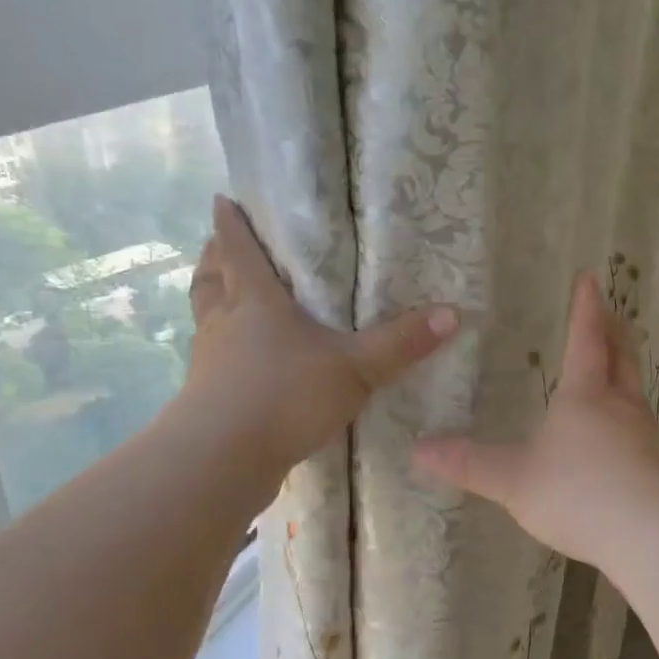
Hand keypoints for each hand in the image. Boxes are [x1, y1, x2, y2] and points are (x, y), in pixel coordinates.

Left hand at [183, 196, 459, 470]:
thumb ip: (401, 343)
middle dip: (215, 258)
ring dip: (213, 302)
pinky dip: (222, 350)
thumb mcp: (355, 368)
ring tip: (227, 299)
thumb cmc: (285, 396)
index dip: (230, 223)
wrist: (223, 459)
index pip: (237, 249)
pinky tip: (241, 365)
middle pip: (211, 279)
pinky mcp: (206, 397)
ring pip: (205, 318)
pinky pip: (212, 360)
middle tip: (221, 246)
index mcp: (254, 301)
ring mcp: (210, 361)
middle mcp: (224, 323)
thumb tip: (453, 313)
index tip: (223, 200)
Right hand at [413, 271, 658, 563]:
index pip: (587, 338)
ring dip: (623, 368)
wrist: (649, 535)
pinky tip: (617, 431)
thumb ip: (468, 463)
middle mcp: (619, 405)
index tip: (590, 278)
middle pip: (621, 355)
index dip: (586, 307)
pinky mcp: (654, 464)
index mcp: (585, 394)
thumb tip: (419, 449)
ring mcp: (643, 434)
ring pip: (633, 388)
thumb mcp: (513, 479)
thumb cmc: (577, 493)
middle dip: (613, 330)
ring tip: (612, 366)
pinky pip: (638, 423)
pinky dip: (626, 410)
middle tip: (609, 312)